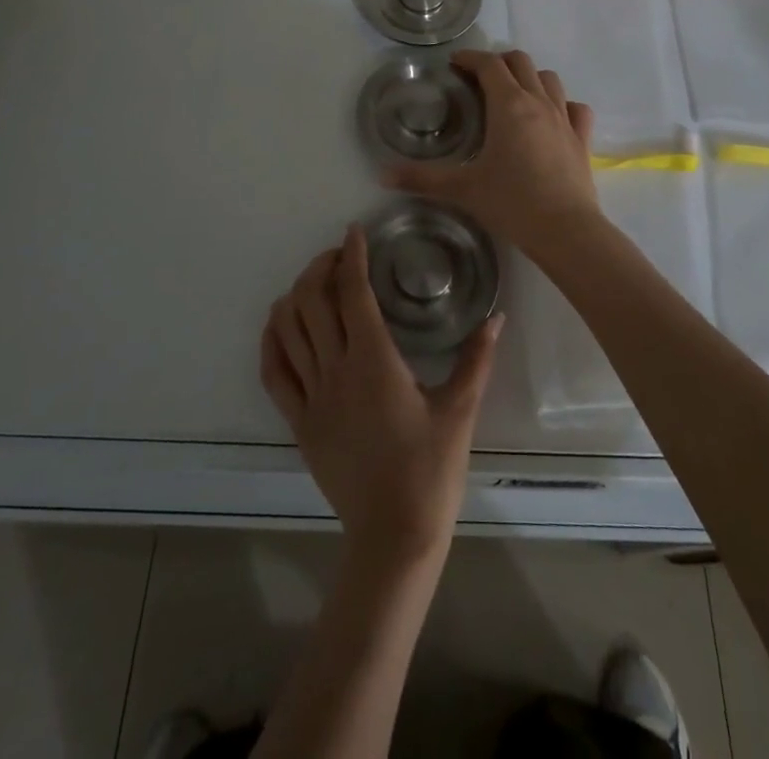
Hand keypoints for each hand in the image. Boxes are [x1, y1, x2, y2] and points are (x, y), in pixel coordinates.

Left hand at [261, 224, 502, 567]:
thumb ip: (477, 358)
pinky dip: (271, 340)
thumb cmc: (431, 471)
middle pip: (312, 300)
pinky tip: (279, 324)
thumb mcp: (460, 410)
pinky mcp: (299, 422)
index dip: (352, 255)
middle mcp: (336, 370)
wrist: (394, 535)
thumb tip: (497, 316)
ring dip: (295, 295)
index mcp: (374, 361)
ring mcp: (311, 396)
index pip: (353, 291)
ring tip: (313, 282)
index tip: (355, 232)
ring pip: (287, 329)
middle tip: (340, 256)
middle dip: (321, 267)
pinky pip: (273, 372)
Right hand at [384, 49, 599, 258]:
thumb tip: (382, 175)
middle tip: (480, 78)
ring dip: (530, 78)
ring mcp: (564, 119)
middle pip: (521, 62)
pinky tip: (552, 117)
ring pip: (550, 79)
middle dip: (499, 62)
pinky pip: (576, 108)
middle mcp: (538, 102)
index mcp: (508, 105)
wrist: (565, 230)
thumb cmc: (511, 203)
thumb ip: (421, 178)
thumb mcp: (462, 189)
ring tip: (513, 94)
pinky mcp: (582, 139)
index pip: (488, 65)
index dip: (470, 58)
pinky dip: (563, 104)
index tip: (455, 63)